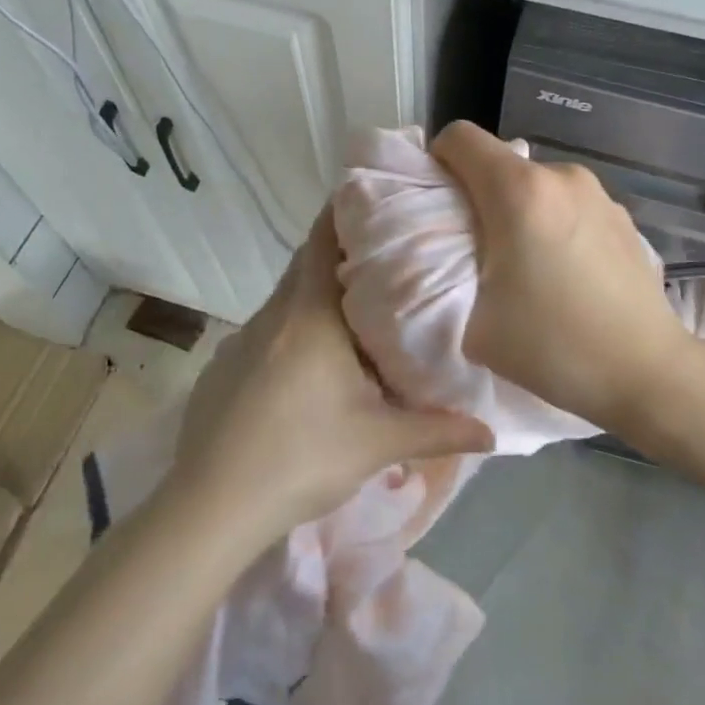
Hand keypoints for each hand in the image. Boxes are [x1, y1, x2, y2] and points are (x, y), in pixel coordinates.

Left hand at [169, 208, 494, 539]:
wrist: (211, 505)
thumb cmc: (302, 457)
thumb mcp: (378, 443)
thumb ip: (437, 430)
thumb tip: (492, 432)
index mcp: (310, 314)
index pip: (323, 239)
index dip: (345, 211)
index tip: (375, 199)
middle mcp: (273, 314)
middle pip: (306, 264)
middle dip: (342, 255)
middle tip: (386, 260)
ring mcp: (241, 340)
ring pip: (286, 300)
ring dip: (317, 296)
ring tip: (357, 312)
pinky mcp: (222, 367)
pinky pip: (266, 331)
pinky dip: (292, 330)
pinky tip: (309, 367)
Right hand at [431, 120, 696, 433]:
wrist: (646, 372)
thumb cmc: (552, 346)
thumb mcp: (475, 322)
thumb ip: (453, 273)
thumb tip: (458, 255)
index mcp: (519, 192)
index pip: (460, 138)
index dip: (438, 161)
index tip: (439, 203)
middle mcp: (561, 177)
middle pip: (501, 163)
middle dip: (481, 195)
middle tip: (481, 248)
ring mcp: (599, 194)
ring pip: (538, 186)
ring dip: (522, 211)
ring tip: (530, 265)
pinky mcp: (623, 216)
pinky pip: (570, 205)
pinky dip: (556, 225)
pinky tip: (569, 273)